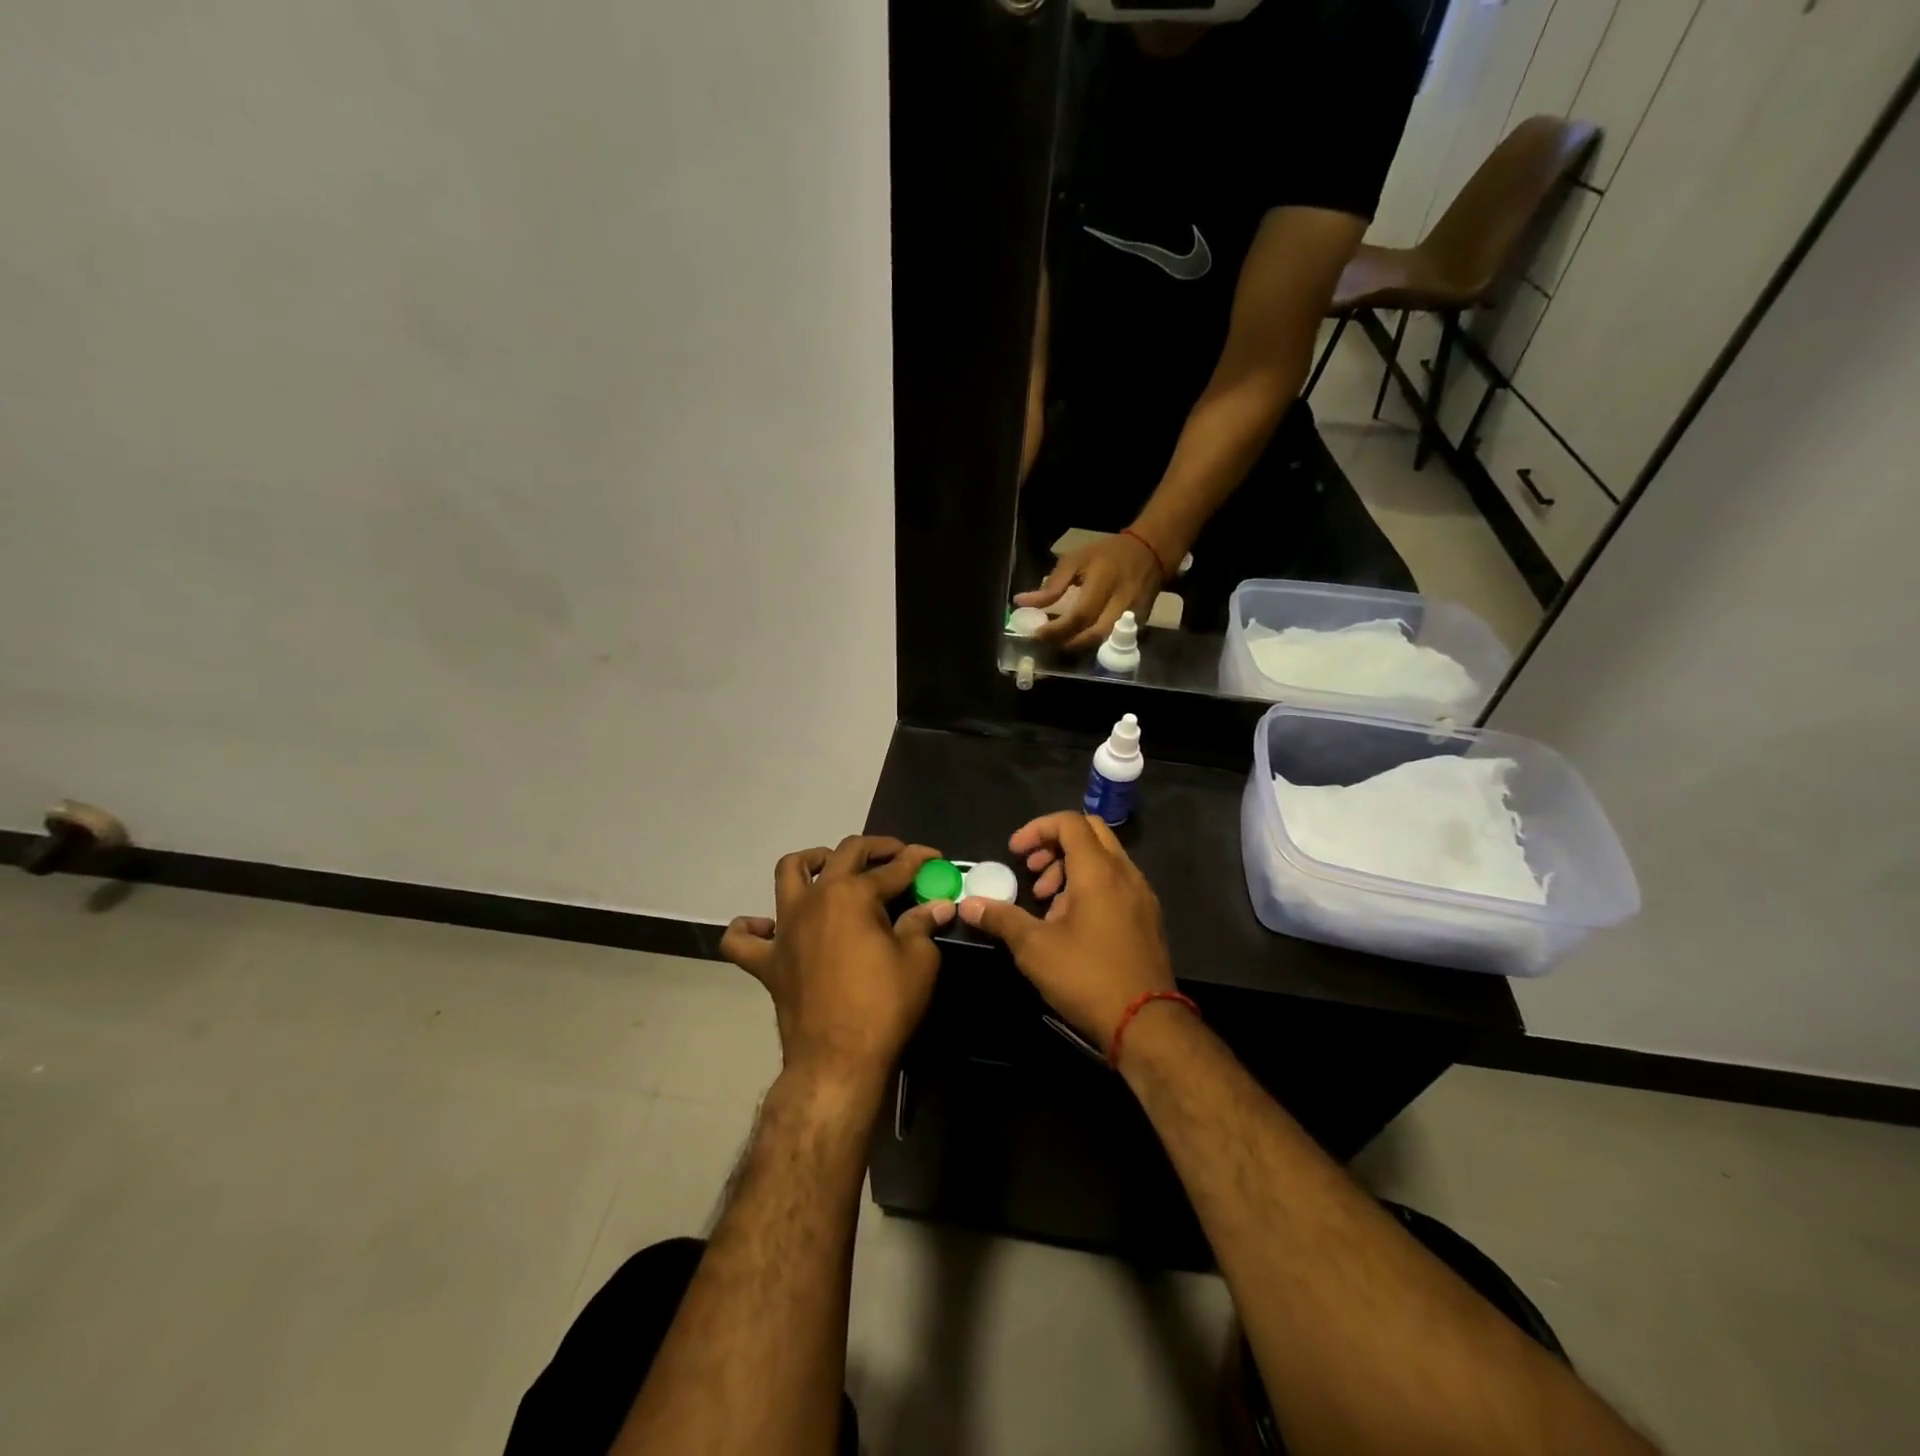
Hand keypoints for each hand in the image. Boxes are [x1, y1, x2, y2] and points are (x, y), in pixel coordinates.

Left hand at [720, 836, 953, 1091]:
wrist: (837, 1061)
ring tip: (829, 866)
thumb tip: (938, 905)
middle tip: (896, 855)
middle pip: (845, 854)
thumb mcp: (919, 962)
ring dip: (811, 861)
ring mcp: (785, 927)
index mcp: (853, 894)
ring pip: (788, 873)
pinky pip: (743, 938)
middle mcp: (815, 898)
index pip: (894, 868)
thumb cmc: (884, 1006)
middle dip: (875, 848)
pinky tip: (766, 926)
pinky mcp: (767, 960)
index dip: (918, 860)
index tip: (935, 857)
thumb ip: (923, 924)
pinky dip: (751, 927)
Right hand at [956, 812, 1174, 1046]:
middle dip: (1055, 844)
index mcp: (1099, 870)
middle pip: (1090, 832)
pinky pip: (1116, 883)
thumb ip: (1001, 919)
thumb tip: (968, 905)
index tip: (1015, 853)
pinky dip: (1091, 887)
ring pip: (1104, 859)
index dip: (1037, 829)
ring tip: (1047, 904)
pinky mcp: (1148, 917)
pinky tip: (1071, 924)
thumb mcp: (1034, 948)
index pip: (1069, 822)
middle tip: (1032, 871)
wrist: (1146, 1023)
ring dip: (1071, 868)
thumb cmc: (1087, 977)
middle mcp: (1125, 873)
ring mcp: (1141, 895)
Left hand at [1017, 532, 1166, 651]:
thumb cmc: (1107, 554)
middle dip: (1067, 643)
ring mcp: (1135, 615)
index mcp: (1104, 581)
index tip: (1037, 634)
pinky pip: (1114, 640)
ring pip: (1104, 642)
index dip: (1057, 629)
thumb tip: (1022, 602)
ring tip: (1060, 642)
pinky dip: (1093, 643)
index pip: (1080, 615)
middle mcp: (1122, 601)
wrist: (1150, 552)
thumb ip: (1052, 585)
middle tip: (1047, 643)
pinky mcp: (1141, 623)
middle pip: (1093, 635)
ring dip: (1079, 646)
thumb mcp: (1076, 560)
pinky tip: (1078, 639)